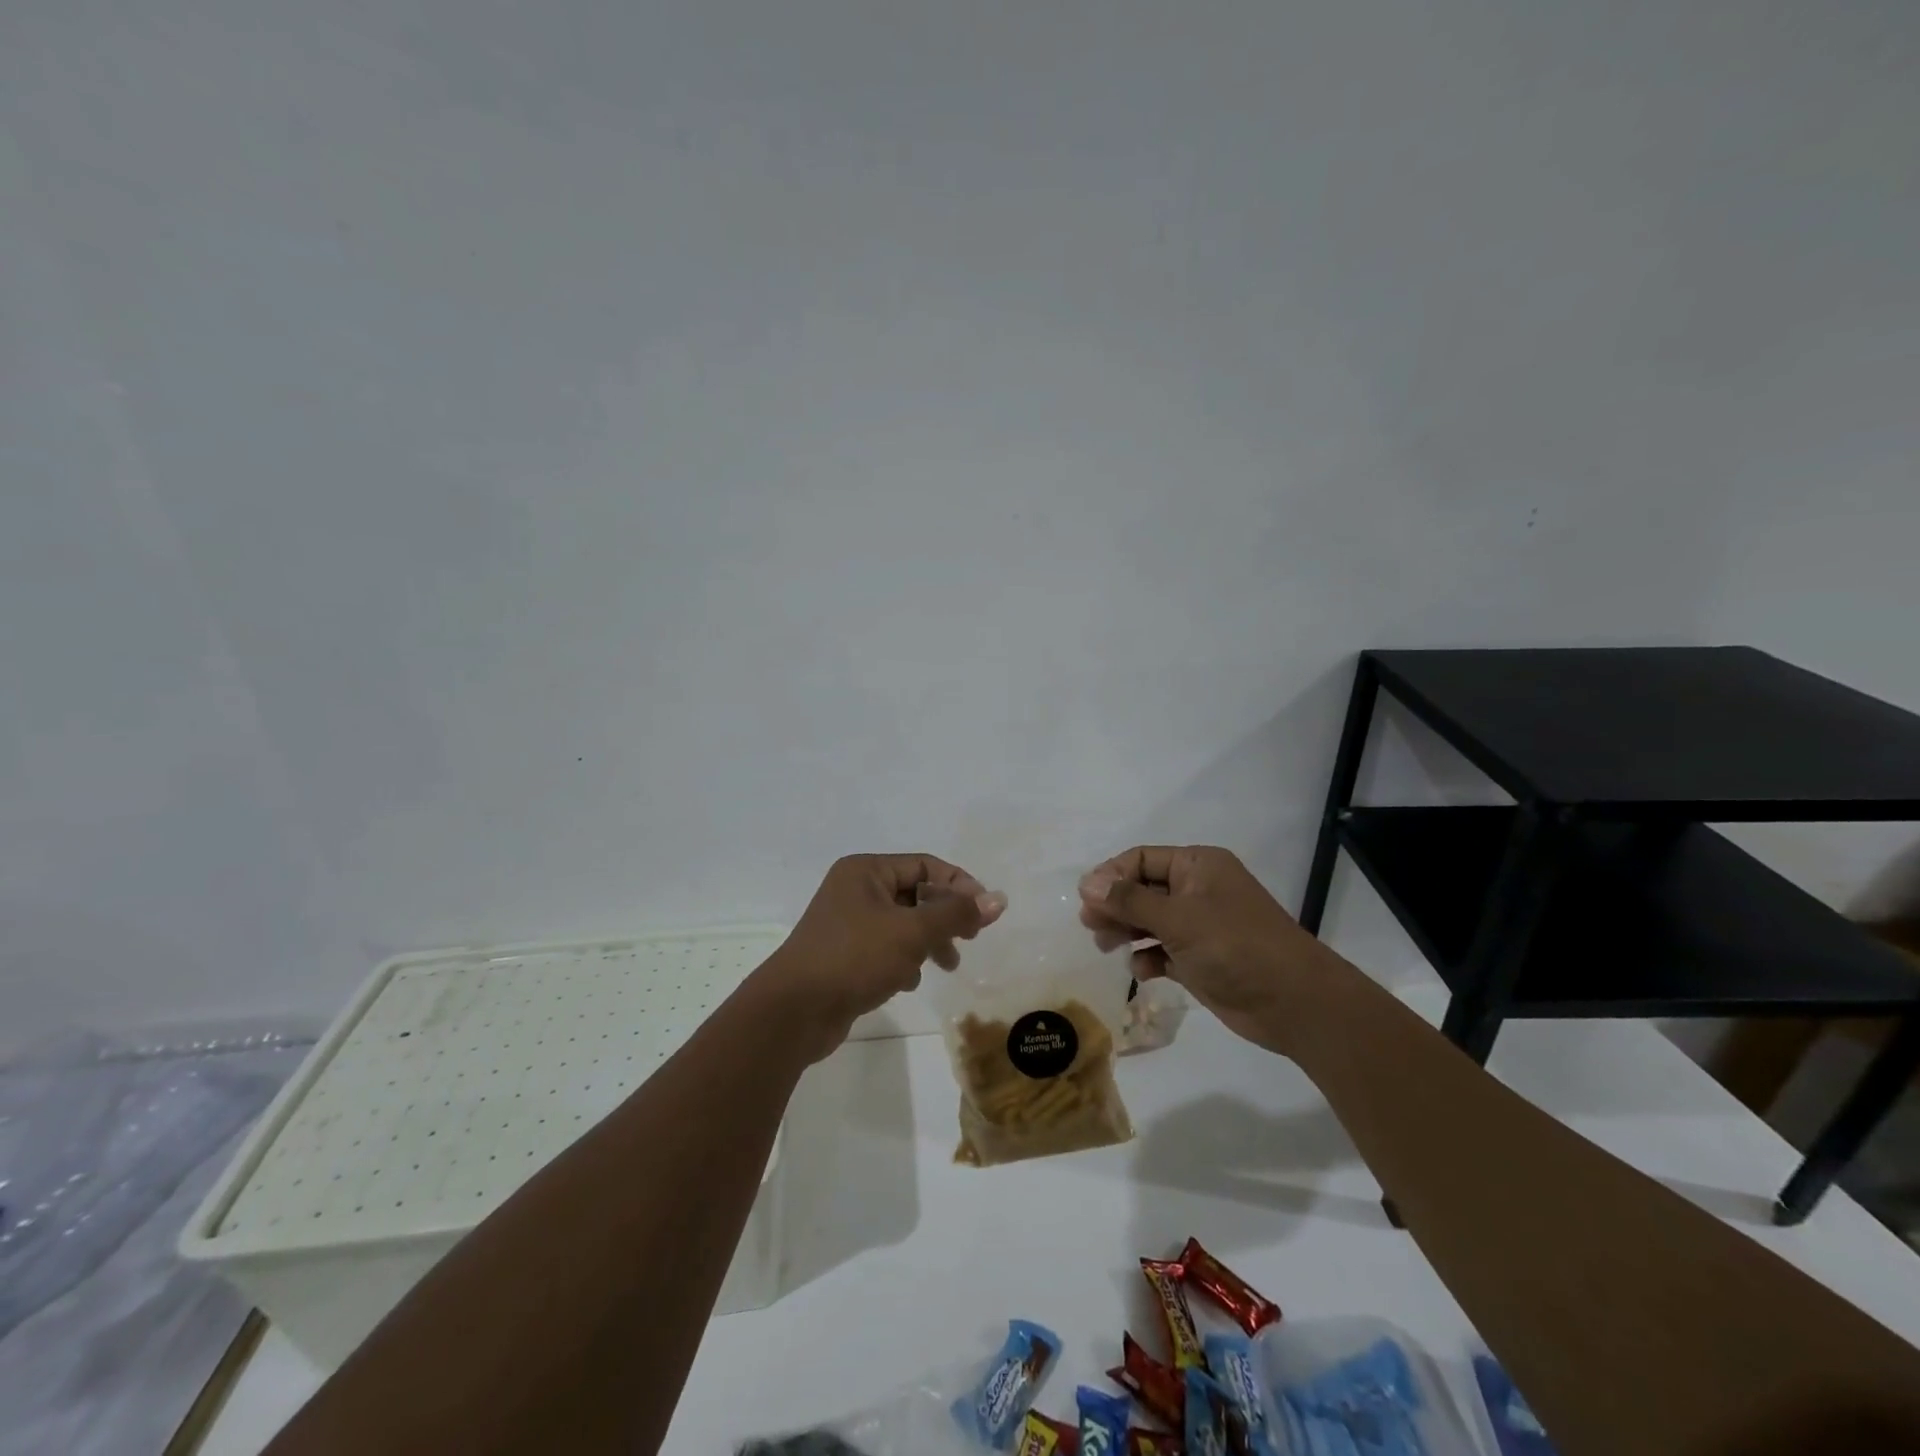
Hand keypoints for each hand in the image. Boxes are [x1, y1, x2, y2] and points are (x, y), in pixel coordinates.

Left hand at [762, 854, 1007, 1061]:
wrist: (794, 1011)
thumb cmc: (854, 958)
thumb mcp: (912, 932)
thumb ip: (956, 914)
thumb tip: (998, 899)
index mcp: (866, 871)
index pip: (925, 866)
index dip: (959, 885)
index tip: (985, 914)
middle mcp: (855, 890)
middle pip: (915, 894)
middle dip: (945, 917)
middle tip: (969, 939)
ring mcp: (847, 923)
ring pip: (902, 924)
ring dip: (928, 942)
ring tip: (947, 966)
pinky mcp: (844, 955)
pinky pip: (885, 948)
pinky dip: (903, 961)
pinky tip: (908, 982)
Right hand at [1078, 845, 1341, 1054]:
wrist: (1293, 1002)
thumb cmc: (1234, 946)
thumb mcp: (1178, 918)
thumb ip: (1129, 901)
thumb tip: (1086, 883)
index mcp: (1198, 866)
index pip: (1142, 859)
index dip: (1111, 876)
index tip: (1086, 899)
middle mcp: (1198, 890)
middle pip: (1143, 890)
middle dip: (1115, 905)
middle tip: (1089, 926)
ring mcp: (1201, 926)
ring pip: (1150, 921)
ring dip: (1127, 931)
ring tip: (1105, 946)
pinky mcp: (1201, 959)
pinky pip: (1164, 951)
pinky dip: (1149, 958)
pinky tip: (1142, 971)